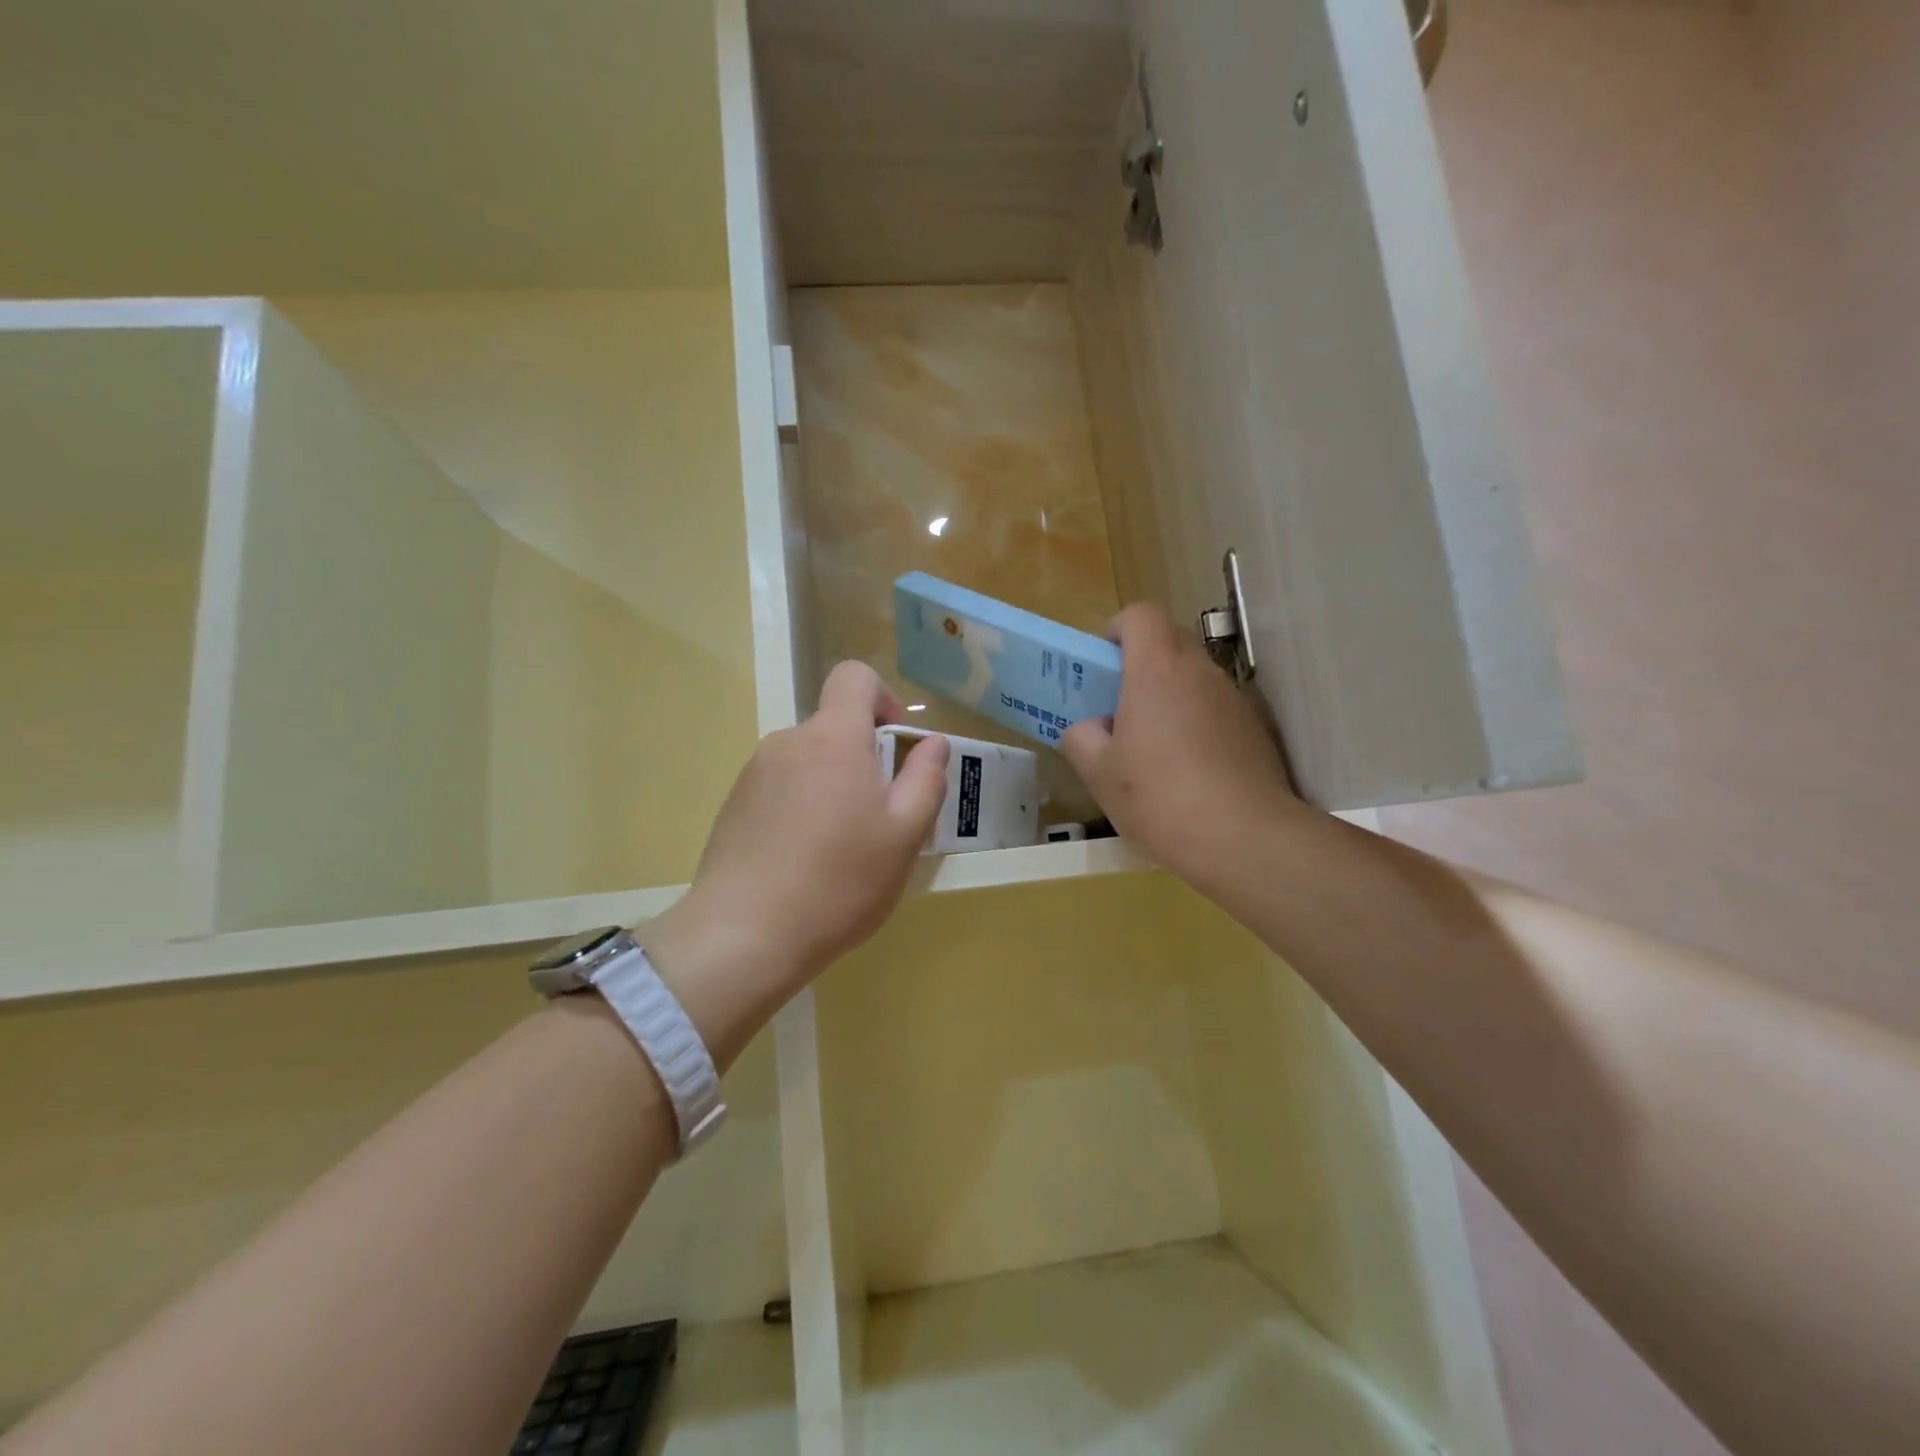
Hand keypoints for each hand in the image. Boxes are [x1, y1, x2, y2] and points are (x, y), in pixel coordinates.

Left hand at [639, 662, 949, 1066]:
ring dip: (832, 786)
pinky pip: (780, 788)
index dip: (883, 698)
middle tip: (880, 818)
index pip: (855, 677)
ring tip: (841, 848)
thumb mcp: (904, 836)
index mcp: (833, 738)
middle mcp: (788, 742)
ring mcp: (754, 773)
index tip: (896, 746)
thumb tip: (933, 742)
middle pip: (834, 726)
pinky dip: (801, 807)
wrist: (744, 936)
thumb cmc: (839, 882)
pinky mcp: (733, 805)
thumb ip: (925, 780)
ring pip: (808, 761)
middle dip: (863, 758)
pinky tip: (804, 861)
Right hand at [1062, 604, 1301, 895]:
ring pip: (1195, 678)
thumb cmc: (1158, 797)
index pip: (1140, 615)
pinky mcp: (1257, 730)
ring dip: (1172, 696)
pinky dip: (1198, 724)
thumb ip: (1082, 737)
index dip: (1118, 630)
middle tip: (1121, 707)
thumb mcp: (1099, 773)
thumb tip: (1091, 727)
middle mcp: (1201, 672)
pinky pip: (1217, 710)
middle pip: (1170, 641)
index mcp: (1157, 670)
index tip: (1104, 665)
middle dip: (1142, 663)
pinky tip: (1190, 773)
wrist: (1243, 838)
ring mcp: (1235, 700)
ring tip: (1155, 748)